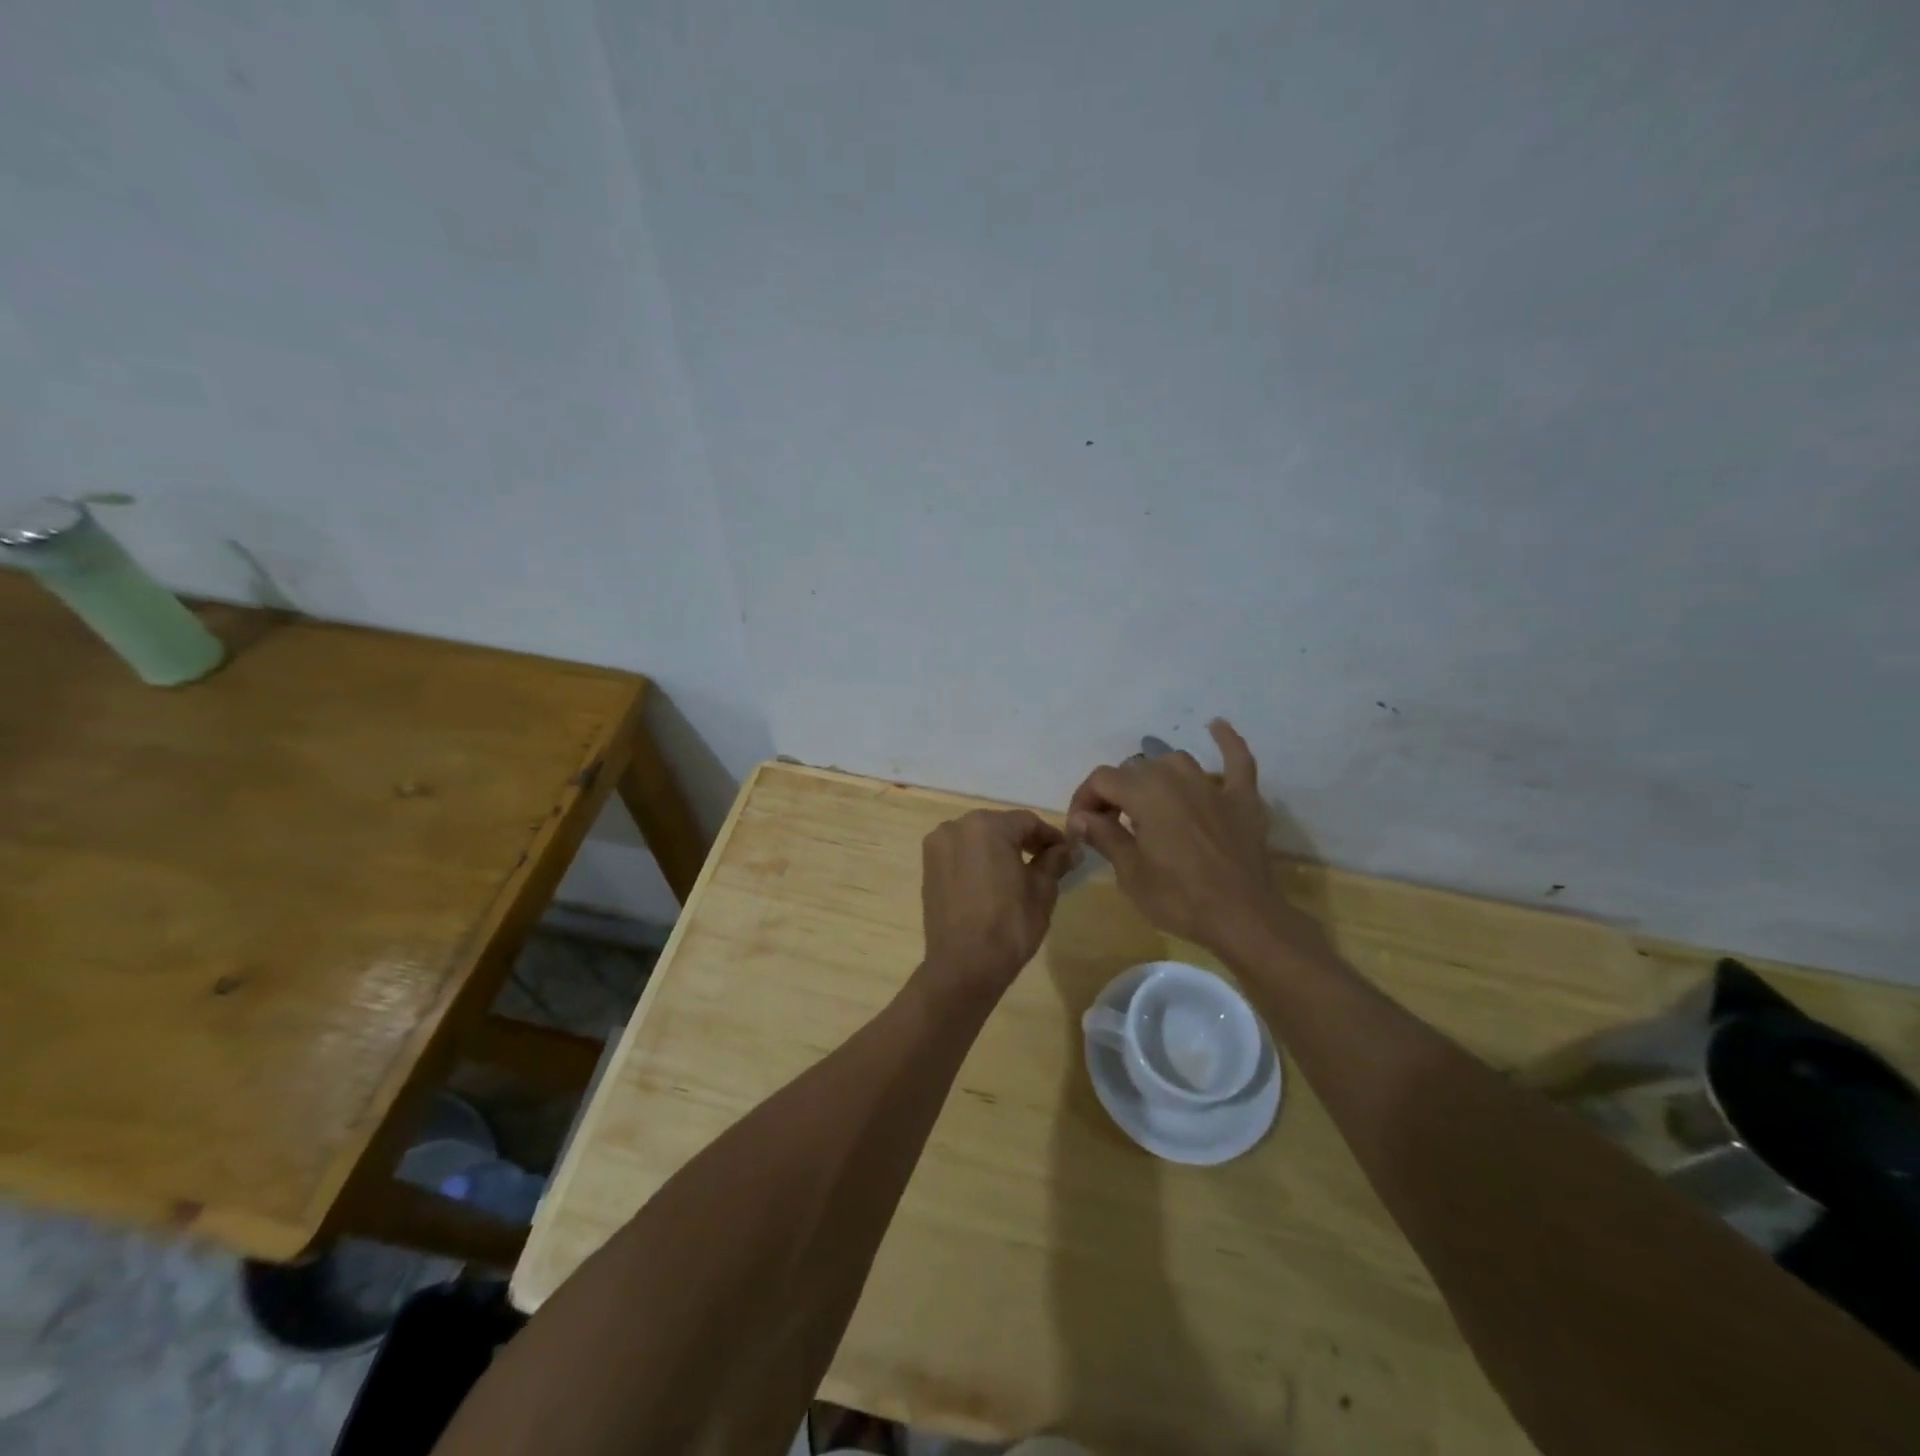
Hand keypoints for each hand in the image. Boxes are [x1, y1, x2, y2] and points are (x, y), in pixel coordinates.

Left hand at [921, 809, 1076, 995]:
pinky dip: (978, 861)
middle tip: (1046, 862)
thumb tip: (1070, 848)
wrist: (963, 965)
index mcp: (987, 825)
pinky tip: (992, 882)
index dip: (1050, 836)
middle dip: (1023, 841)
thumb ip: (1055, 861)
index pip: (1027, 821)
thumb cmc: (1008, 924)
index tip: (1065, 854)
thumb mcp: (1042, 890)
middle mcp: (957, 826)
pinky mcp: (928, 867)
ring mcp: (938, 846)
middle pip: (1000, 826)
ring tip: (1019, 874)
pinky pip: (960, 854)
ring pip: (978, 838)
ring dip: (999, 849)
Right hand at [1068, 719, 1319, 957]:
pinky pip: (1237, 760)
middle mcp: (1177, 778)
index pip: (1102, 780)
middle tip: (1109, 828)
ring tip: (1148, 803)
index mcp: (1145, 793)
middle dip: (1115, 795)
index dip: (1084, 799)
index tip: (1080, 828)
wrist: (1242, 919)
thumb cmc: (1178, 898)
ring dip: (1156, 777)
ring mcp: (1213, 786)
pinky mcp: (1242, 799)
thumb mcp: (1130, 873)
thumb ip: (1105, 836)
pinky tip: (1216, 726)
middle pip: (1135, 771)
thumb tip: (1082, 817)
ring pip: (1175, 763)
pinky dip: (1226, 741)